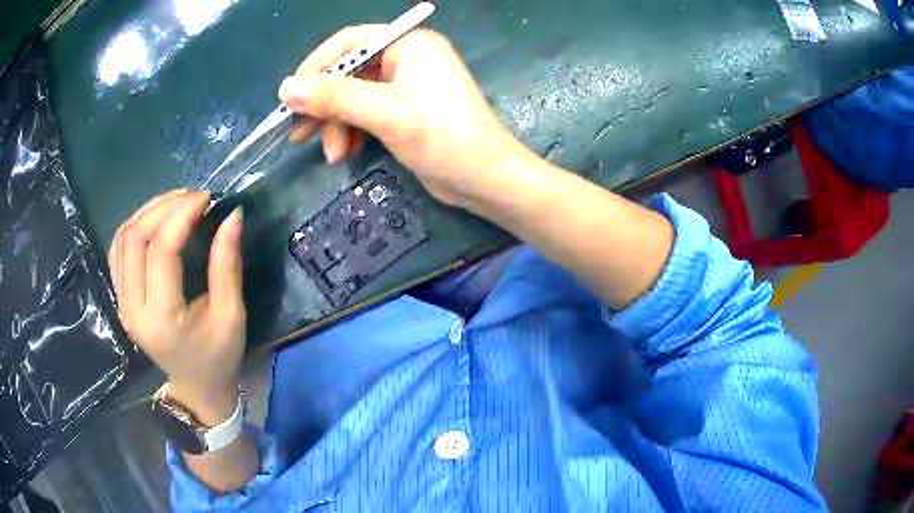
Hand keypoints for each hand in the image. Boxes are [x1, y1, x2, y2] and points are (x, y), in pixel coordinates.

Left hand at [108, 190, 245, 424]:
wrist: (195, 386)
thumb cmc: (218, 356)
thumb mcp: (232, 315)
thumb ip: (227, 265)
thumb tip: (233, 215)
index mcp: (162, 319)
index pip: (162, 251)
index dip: (182, 216)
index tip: (206, 199)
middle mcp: (133, 309)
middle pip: (135, 238)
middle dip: (163, 208)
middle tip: (193, 198)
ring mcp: (121, 303)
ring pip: (122, 239)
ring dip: (148, 212)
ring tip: (176, 203)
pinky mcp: (119, 298)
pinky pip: (118, 250)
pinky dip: (135, 226)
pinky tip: (155, 220)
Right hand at [278, 27, 529, 206]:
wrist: (485, 179)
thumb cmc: (442, 137)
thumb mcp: (385, 112)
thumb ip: (334, 97)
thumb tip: (286, 88)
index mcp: (408, 44)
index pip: (350, 42)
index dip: (316, 66)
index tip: (290, 96)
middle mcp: (406, 59)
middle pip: (349, 73)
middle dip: (325, 104)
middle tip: (298, 132)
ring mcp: (405, 86)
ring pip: (353, 98)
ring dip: (337, 125)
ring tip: (334, 155)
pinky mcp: (404, 112)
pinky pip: (365, 114)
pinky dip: (352, 132)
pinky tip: (346, 153)